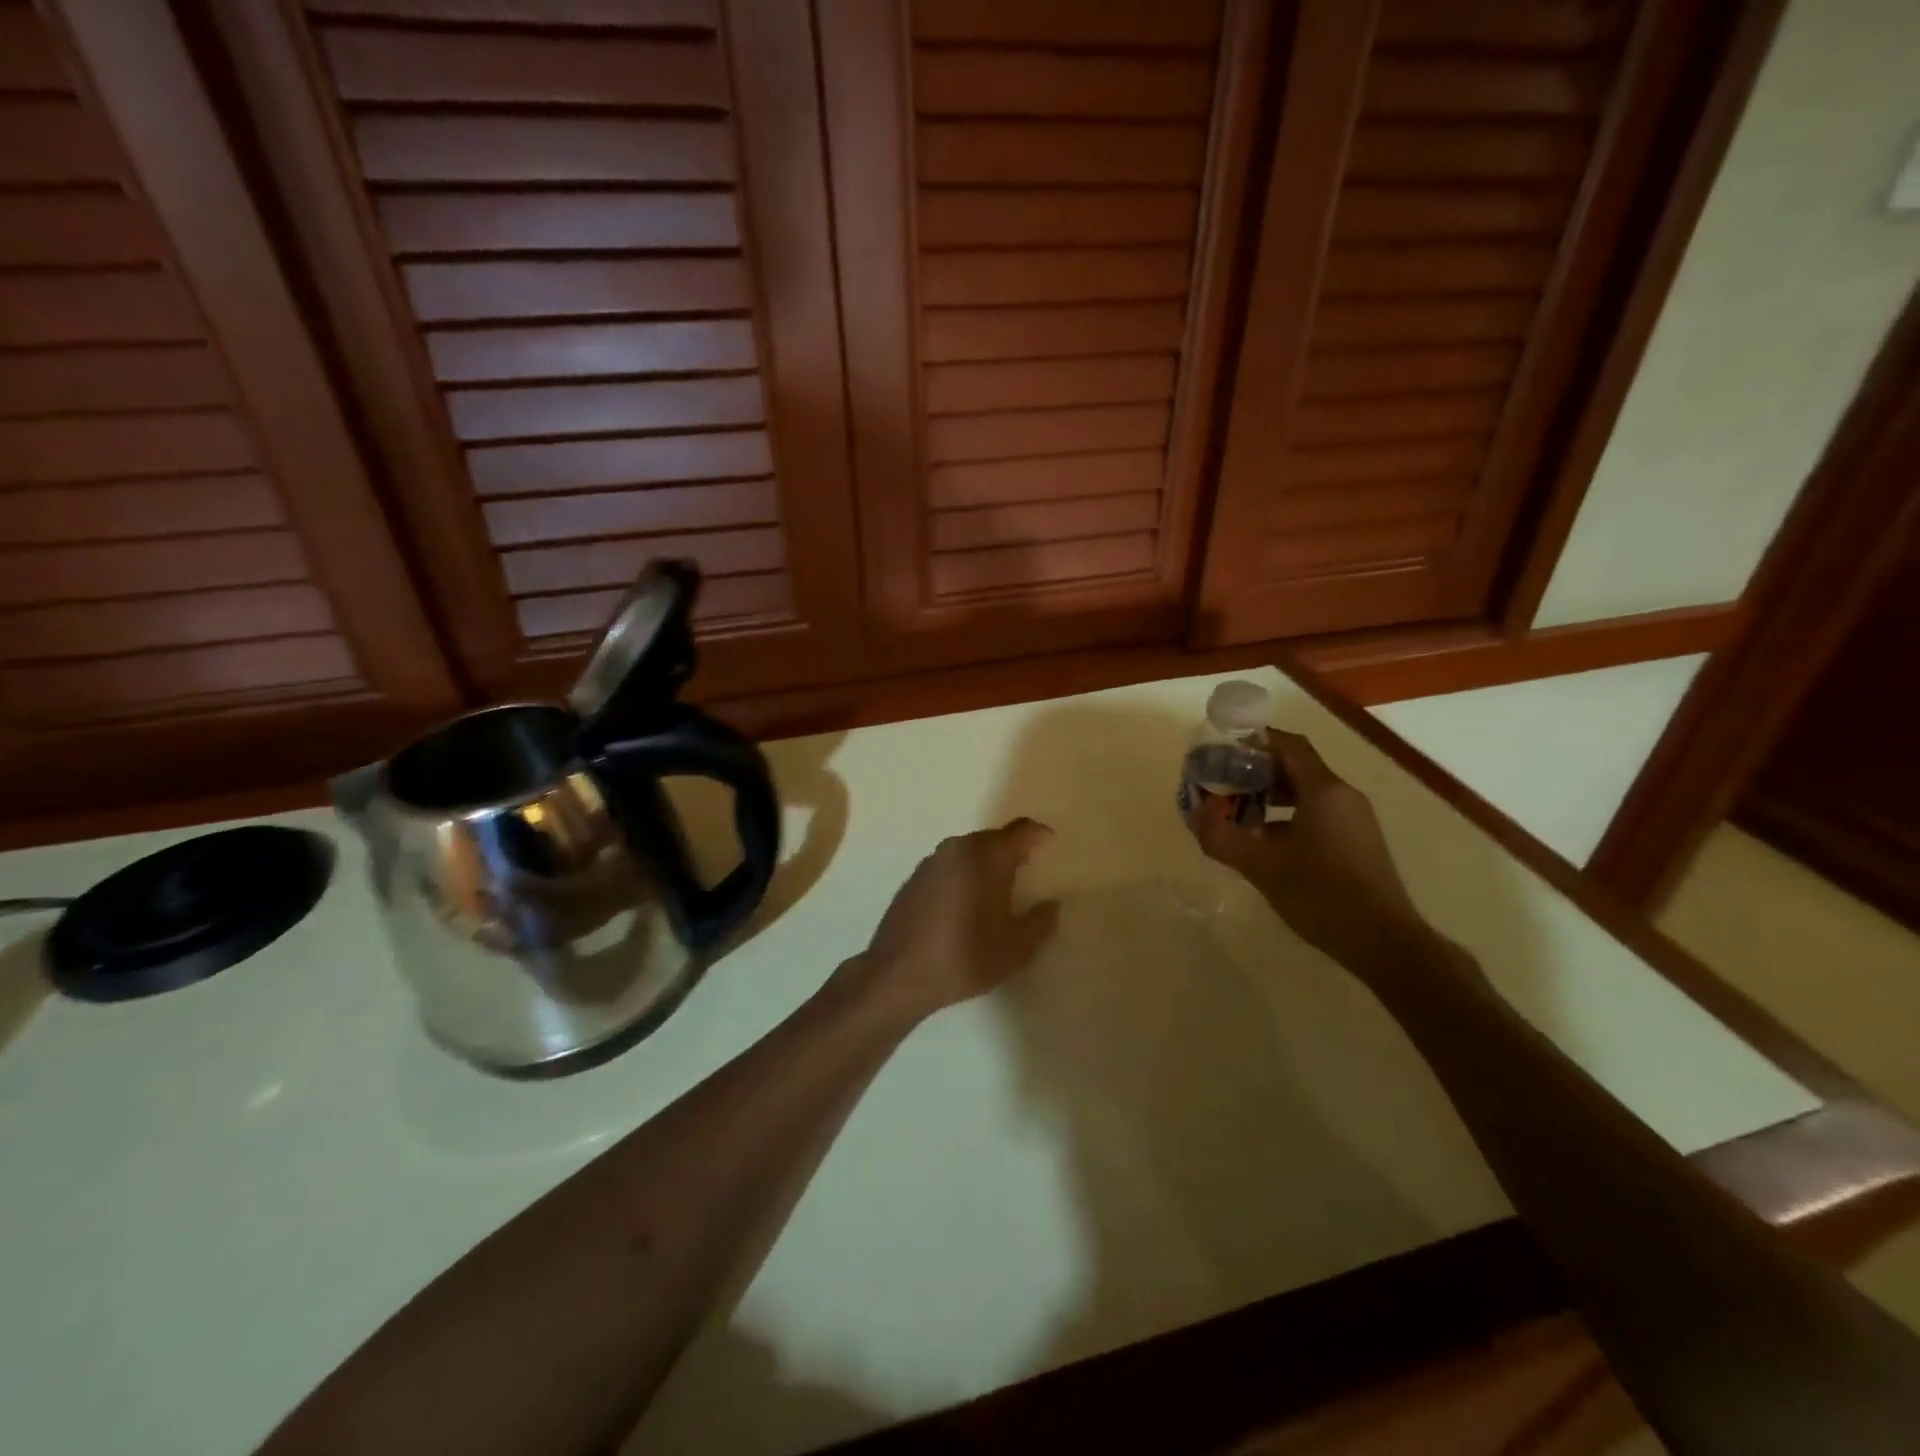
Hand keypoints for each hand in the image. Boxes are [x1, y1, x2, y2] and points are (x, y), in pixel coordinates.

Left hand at [849, 819, 1059, 1024]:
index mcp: (986, 857)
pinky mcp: (913, 878)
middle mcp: (957, 849)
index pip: (1020, 831)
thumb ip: (1040, 922)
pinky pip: (948, 865)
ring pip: (968, 851)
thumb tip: (1052, 905)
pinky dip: (963, 874)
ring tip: (998, 888)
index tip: (1050, 844)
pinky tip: (965, 902)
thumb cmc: (964, 957)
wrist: (897, 975)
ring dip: (985, 862)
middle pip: (993, 838)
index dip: (1038, 834)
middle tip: (1028, 869)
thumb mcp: (1015, 948)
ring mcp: (931, 862)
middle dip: (1012, 850)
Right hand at [1186, 731, 1431, 971]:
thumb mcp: (1262, 867)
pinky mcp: (1355, 842)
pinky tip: (1263, 843)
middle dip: (1254, 772)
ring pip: (1304, 793)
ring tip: (1235, 813)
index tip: (1220, 752)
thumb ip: (1222, 837)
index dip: (1252, 742)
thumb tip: (1194, 815)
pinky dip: (1285, 817)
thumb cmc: (1322, 895)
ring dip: (1268, 796)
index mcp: (1324, 790)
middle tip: (1219, 784)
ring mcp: (1353, 820)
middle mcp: (1342, 796)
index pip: (1287, 745)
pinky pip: (1315, 814)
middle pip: (1294, 767)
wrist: (1384, 942)